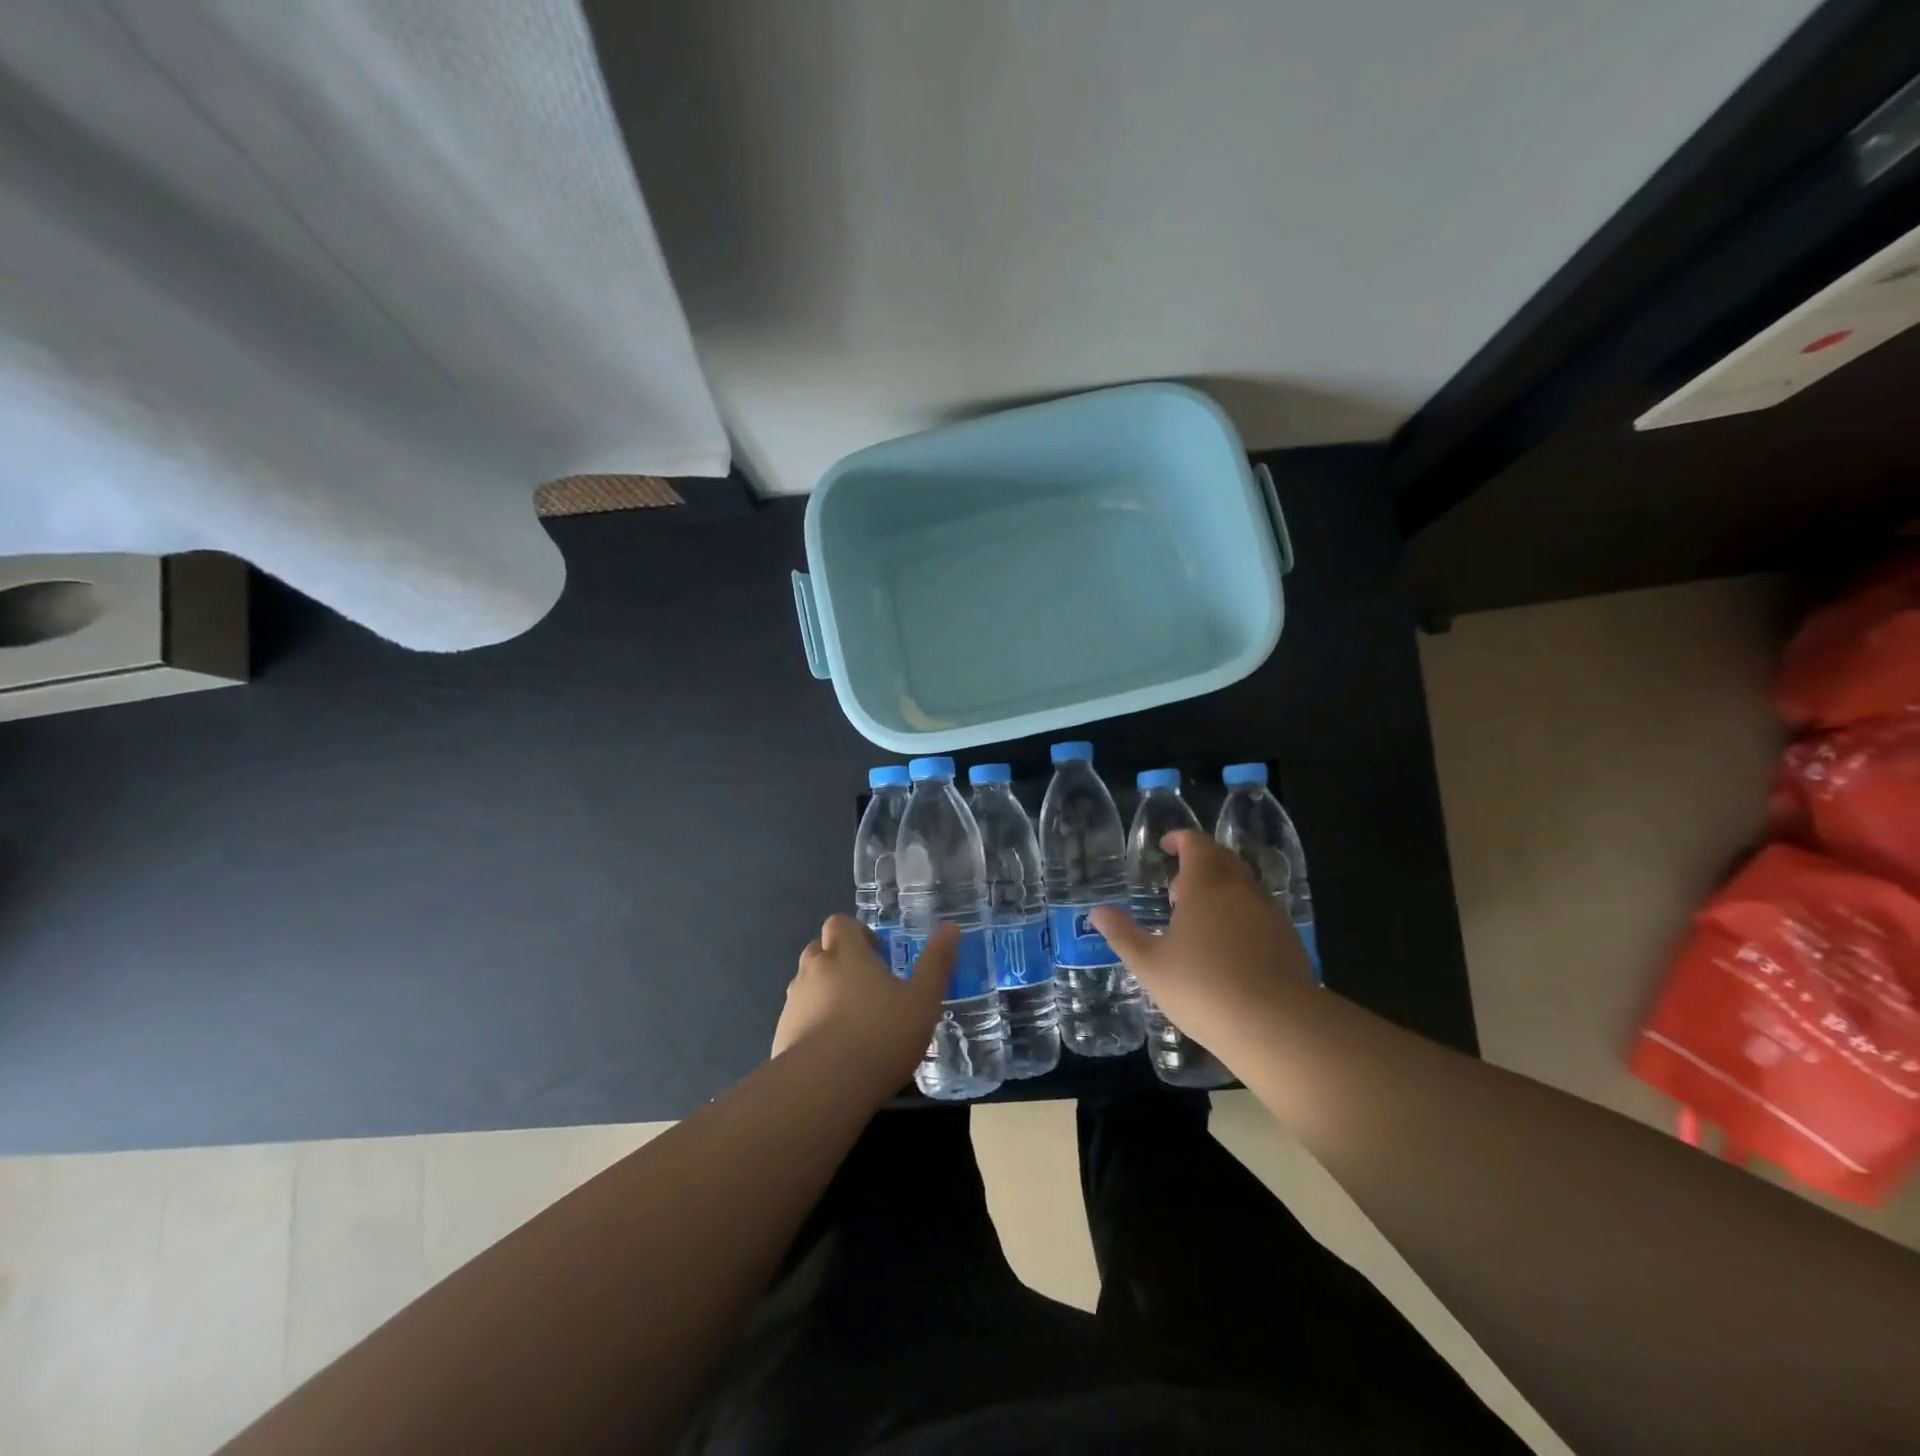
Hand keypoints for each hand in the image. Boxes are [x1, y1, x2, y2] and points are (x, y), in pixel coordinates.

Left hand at [772, 916, 956, 1092]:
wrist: (824, 1087)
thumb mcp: (923, 999)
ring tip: (851, 1019)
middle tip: (865, 985)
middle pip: (818, 949)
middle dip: (838, 959)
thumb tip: (951, 927)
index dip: (856, 933)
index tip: (876, 954)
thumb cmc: (880, 1034)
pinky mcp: (781, 1035)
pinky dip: (811, 1024)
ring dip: (823, 992)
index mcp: (846, 953)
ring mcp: (793, 1003)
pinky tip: (833, 1051)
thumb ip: (937, 962)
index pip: (840, 923)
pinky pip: (797, 1018)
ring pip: (806, 984)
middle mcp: (813, 969)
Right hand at [1090, 831, 1310, 1056]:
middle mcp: (1240, 888)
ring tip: (1198, 922)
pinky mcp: (1288, 939)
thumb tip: (1097, 912)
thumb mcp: (1149, 964)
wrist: (1276, 1024)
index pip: (1196, 843)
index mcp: (1206, 884)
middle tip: (1177, 890)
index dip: (1180, 839)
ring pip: (1243, 885)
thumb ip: (1122, 934)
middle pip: (1222, 858)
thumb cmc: (1202, 987)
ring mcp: (1269, 913)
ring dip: (1219, 891)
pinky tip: (1227, 948)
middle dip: (1198, 864)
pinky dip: (1239, 915)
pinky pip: (1259, 911)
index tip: (1165, 847)